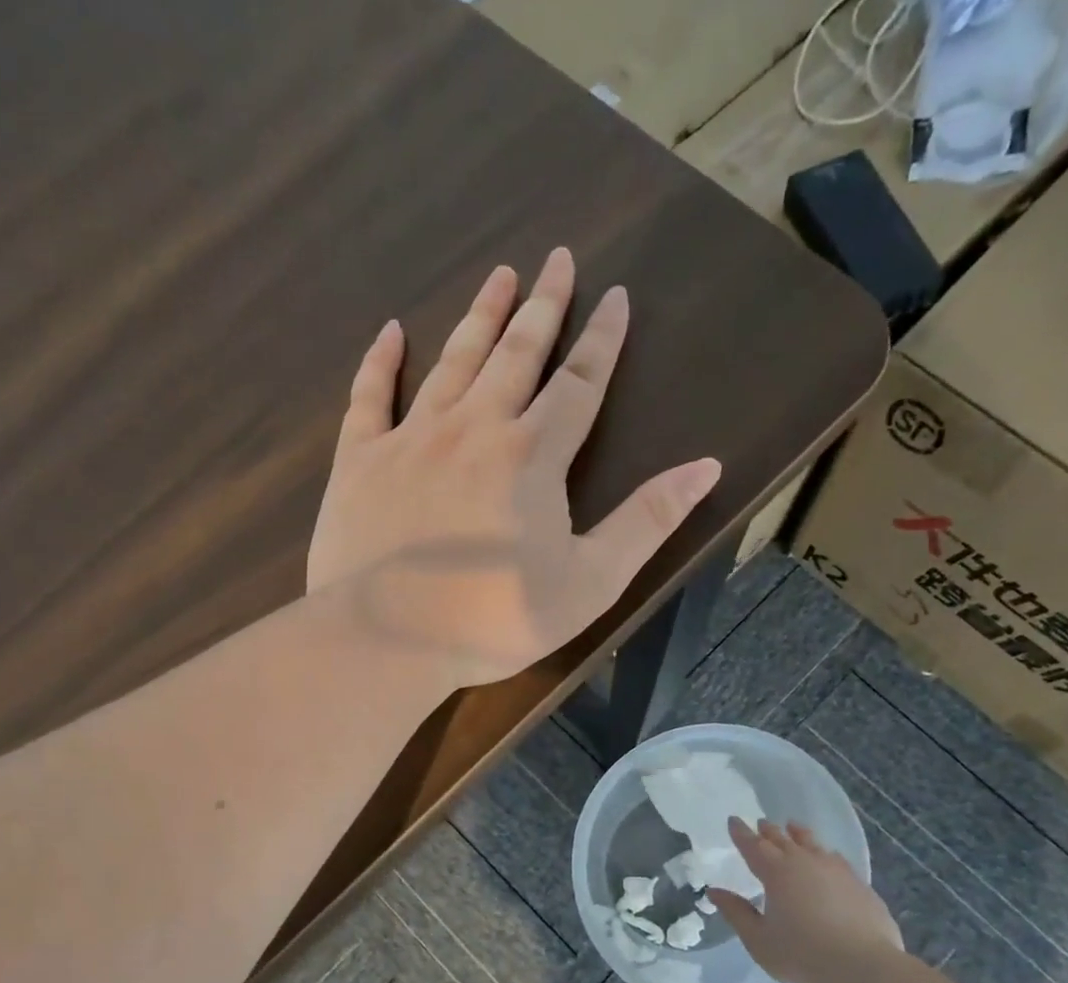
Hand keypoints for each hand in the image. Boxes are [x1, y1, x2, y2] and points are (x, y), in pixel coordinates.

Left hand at [307, 248, 721, 686]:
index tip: (615, 296)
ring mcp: (412, 439)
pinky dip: (381, 361)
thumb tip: (706, 466)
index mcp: (532, 455)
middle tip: (556, 259)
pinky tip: (392, 330)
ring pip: (453, 362)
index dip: (602, 340)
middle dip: (543, 306)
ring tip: (498, 276)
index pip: (580, 384)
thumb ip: (647, 521)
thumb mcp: (591, 581)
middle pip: (517, 354)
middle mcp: (474, 428)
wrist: (389, 639)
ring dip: (479, 317)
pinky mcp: (361, 461)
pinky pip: (370, 396)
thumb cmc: (497, 619)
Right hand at [706, 819, 903, 982]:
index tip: (733, 820)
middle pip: (783, 839)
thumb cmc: (802, 954)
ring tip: (793, 827)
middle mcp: (805, 862)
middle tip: (761, 823)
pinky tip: (827, 857)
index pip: (753, 845)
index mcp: (776, 872)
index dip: (741, 833)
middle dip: (769, 831)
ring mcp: (836, 870)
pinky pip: (835, 858)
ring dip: (798, 834)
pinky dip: (824, 853)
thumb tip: (715, 892)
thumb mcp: (758, 939)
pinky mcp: (858, 883)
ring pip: (812, 843)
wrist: (863, 966)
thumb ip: (736, 913)